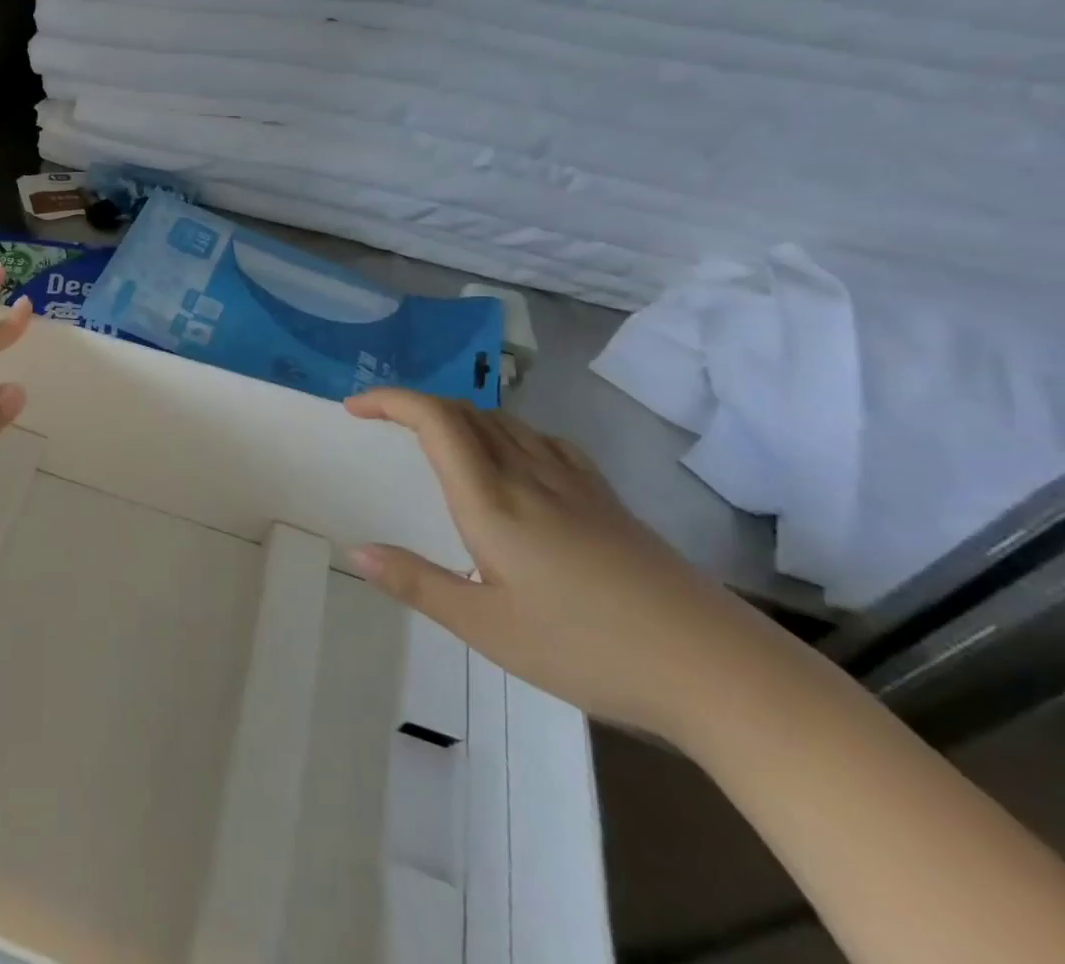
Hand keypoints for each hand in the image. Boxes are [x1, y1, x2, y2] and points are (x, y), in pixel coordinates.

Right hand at [345, 389, 782, 740]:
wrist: (717, 669)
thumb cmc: (589, 649)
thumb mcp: (488, 628)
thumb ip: (417, 583)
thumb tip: (356, 550)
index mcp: (492, 499)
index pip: (435, 420)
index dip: (390, 401)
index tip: (354, 407)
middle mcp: (528, 474)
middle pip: (465, 411)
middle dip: (416, 405)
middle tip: (382, 422)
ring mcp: (573, 482)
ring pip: (504, 421)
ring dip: (458, 416)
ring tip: (435, 440)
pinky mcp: (606, 499)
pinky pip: (544, 441)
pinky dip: (507, 432)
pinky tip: (515, 459)